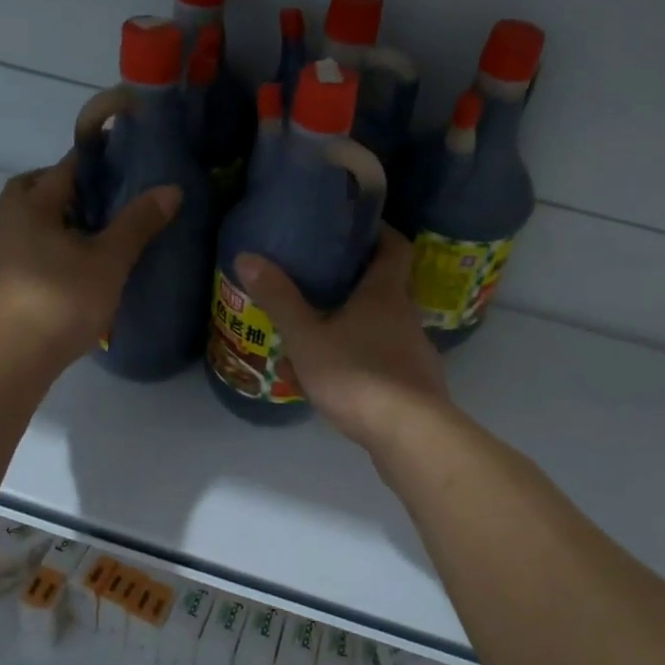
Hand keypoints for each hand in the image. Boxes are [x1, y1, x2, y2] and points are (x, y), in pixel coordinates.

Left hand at [0, 152, 179, 373]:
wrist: (12, 360)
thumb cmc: (62, 301)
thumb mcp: (109, 261)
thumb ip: (137, 224)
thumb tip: (171, 188)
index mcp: (31, 208)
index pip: (63, 169)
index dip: (93, 162)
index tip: (121, 163)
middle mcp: (6, 224)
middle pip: (30, 190)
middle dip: (60, 187)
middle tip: (96, 200)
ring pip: (24, 223)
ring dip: (52, 221)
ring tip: (89, 237)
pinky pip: (22, 252)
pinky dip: (44, 249)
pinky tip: (68, 272)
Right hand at [235, 227, 451, 450]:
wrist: (409, 435)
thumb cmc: (357, 375)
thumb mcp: (306, 337)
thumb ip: (279, 299)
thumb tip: (248, 256)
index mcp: (386, 294)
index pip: (395, 247)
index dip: (379, 233)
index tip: (355, 228)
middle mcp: (407, 316)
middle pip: (389, 286)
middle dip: (359, 281)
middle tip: (323, 280)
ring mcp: (416, 352)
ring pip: (386, 326)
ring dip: (359, 324)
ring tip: (323, 331)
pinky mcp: (417, 384)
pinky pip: (387, 359)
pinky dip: (365, 358)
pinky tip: (341, 377)